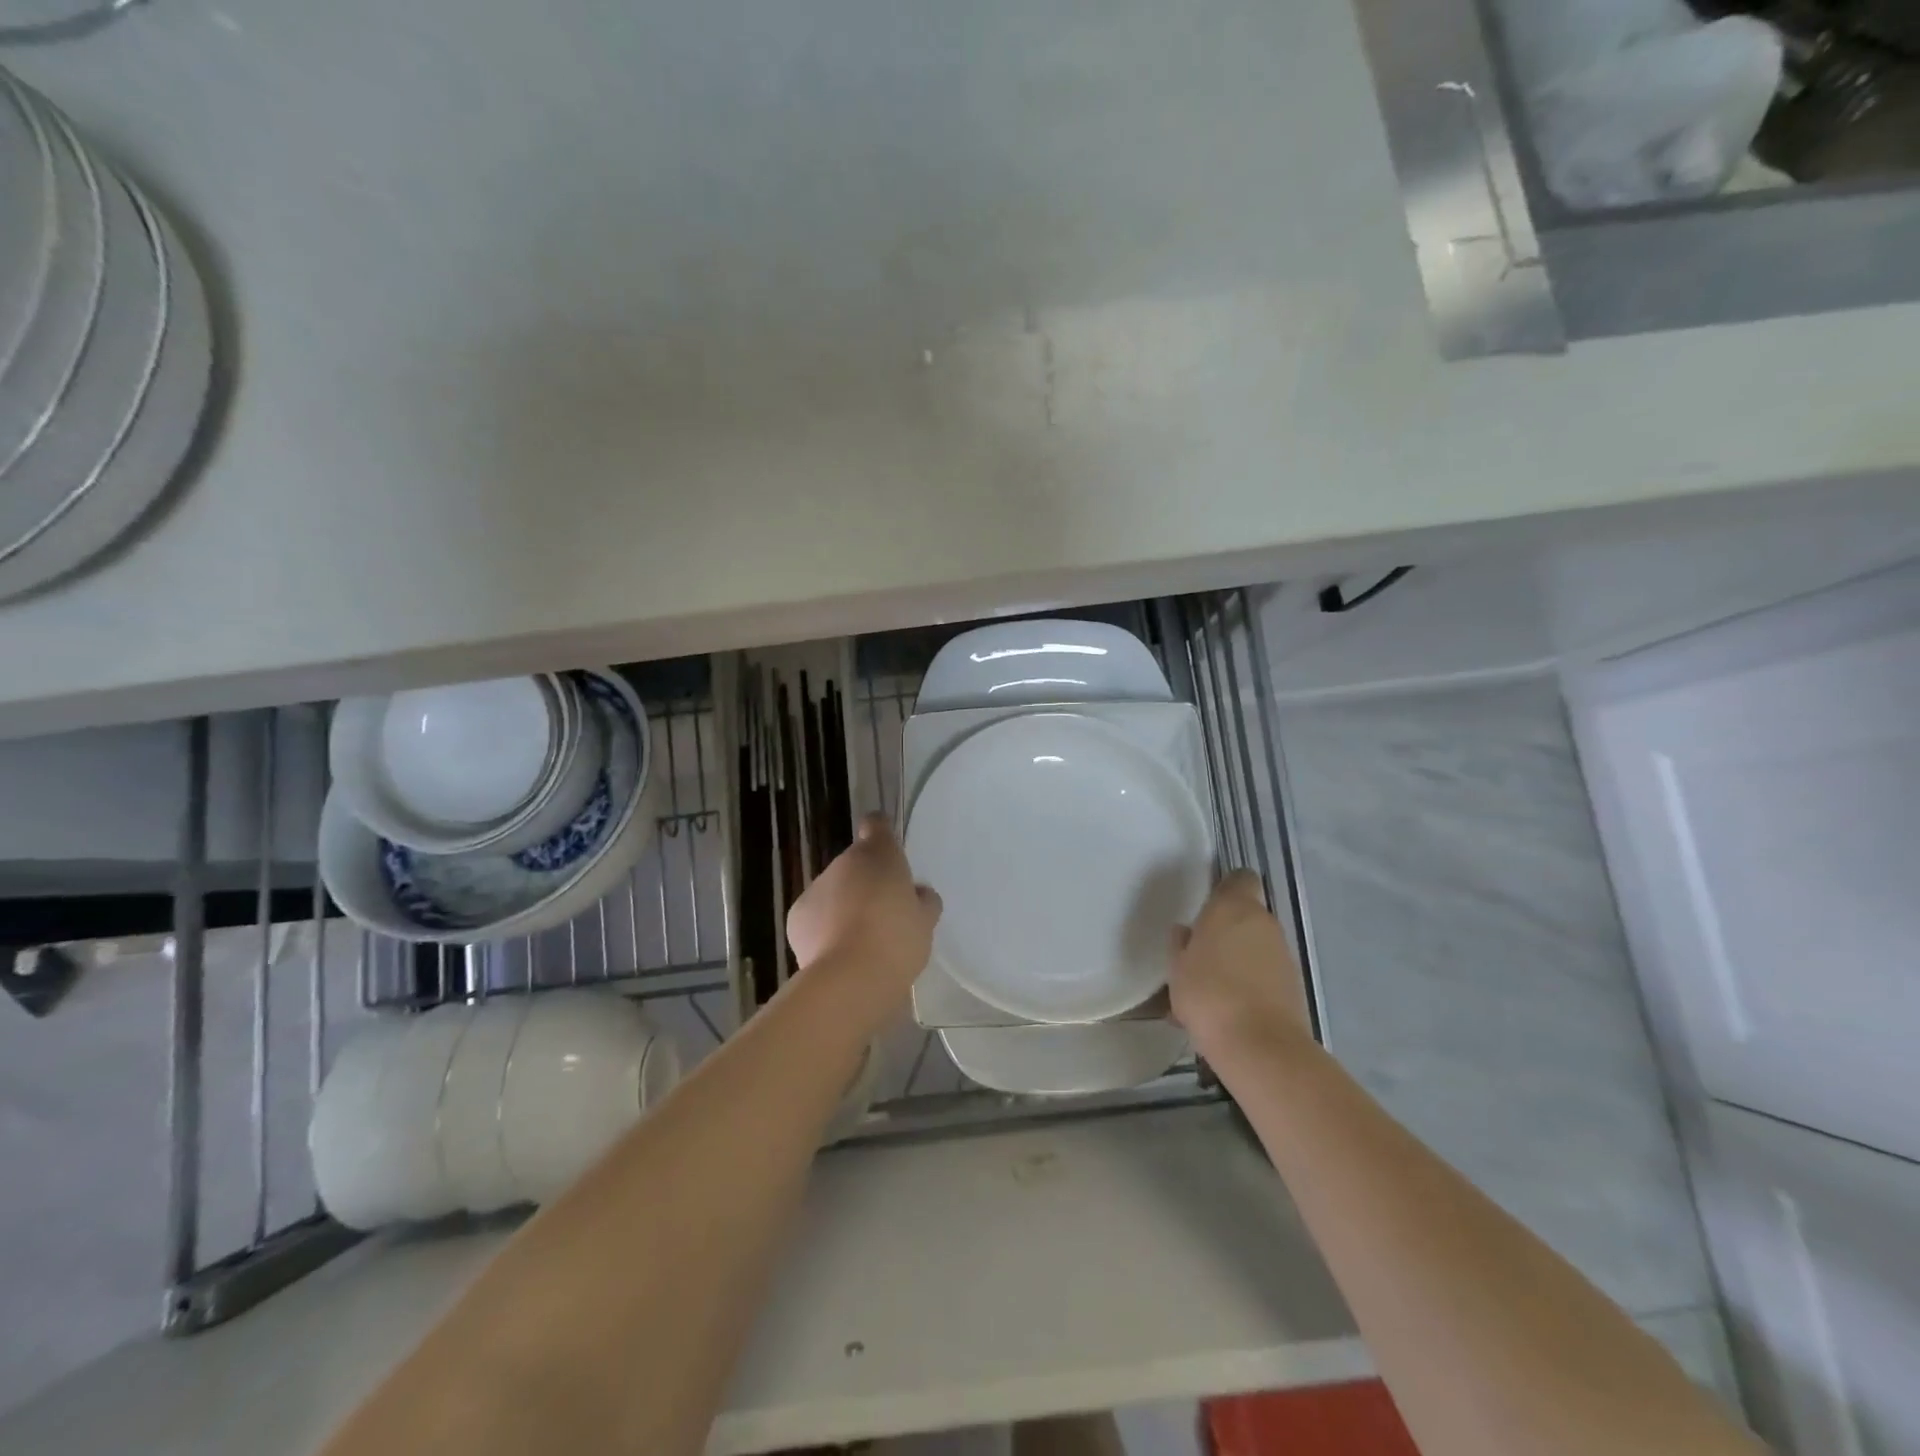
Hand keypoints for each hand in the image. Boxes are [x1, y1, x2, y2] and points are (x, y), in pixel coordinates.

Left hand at [786, 815, 942, 984]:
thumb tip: (918, 894)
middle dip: (866, 884)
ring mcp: (816, 887)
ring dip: (845, 906)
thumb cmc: (897, 941)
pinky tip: (838, 953)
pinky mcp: (796, 916)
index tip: (889, 853)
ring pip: (834, 891)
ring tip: (860, 941)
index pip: (876, 825)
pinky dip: (824, 928)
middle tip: (884, 915)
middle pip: (855, 865)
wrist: (850, 978)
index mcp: (879, 854)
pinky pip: (816, 916)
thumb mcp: (925, 922)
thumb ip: (924, 902)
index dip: (881, 834)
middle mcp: (844, 863)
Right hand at [1169, 870, 1310, 1065]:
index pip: (1239, 878)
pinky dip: (1249, 984)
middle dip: (1226, 930)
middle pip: (1246, 915)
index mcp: (1233, 908)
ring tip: (1209, 990)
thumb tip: (1186, 933)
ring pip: (1256, 946)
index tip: (1206, 906)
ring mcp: (1283, 954)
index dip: (1225, 888)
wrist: (1259, 1046)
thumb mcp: (1178, 968)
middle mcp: (1264, 923)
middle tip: (1200, 954)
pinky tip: (1226, 1010)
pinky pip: (1264, 974)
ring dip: (1237, 959)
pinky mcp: (1293, 985)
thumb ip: (1181, 944)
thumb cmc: (1208, 994)